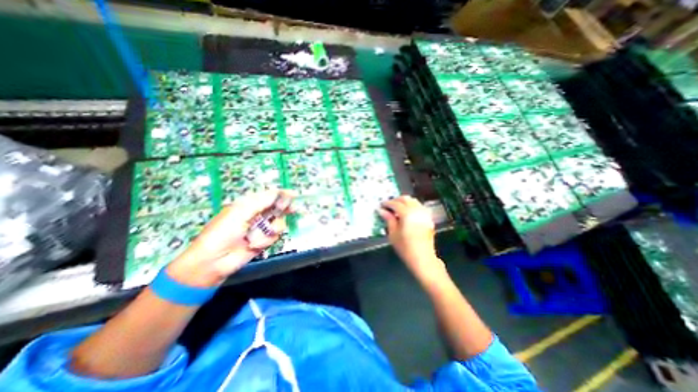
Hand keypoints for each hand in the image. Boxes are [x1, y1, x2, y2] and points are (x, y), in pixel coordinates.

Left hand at [167, 189, 293, 287]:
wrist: (214, 261)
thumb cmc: (223, 232)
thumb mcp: (241, 212)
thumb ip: (262, 201)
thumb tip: (279, 192)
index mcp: (249, 204)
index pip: (270, 196)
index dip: (282, 195)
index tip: (294, 195)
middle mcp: (258, 214)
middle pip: (278, 208)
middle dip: (284, 210)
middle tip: (292, 210)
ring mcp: (262, 228)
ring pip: (279, 223)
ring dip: (271, 229)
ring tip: (256, 236)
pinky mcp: (264, 240)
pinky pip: (275, 236)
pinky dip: (266, 240)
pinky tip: (254, 244)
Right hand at [380, 196, 443, 282]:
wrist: (423, 258)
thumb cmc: (405, 247)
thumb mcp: (393, 233)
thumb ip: (388, 219)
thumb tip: (381, 210)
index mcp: (407, 214)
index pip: (395, 203)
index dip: (387, 203)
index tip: (381, 205)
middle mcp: (417, 210)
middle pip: (405, 199)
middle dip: (396, 200)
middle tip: (388, 206)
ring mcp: (424, 214)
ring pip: (413, 201)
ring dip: (404, 202)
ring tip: (397, 209)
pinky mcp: (428, 218)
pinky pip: (419, 206)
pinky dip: (412, 206)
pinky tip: (407, 213)